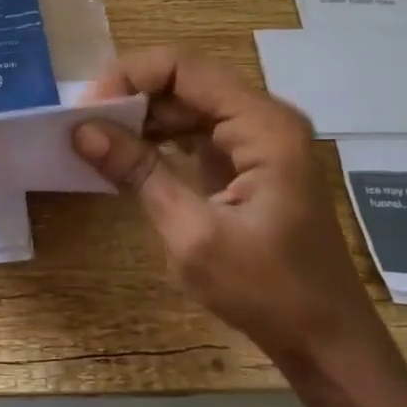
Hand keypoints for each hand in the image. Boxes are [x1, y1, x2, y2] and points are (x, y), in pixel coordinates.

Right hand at [73, 47, 384, 369]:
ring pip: (188, 105)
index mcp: (263, 125)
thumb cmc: (266, 290)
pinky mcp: (249, 162)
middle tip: (82, 124)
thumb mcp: (192, 233)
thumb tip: (82, 131)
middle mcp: (264, 118)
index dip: (129, 77)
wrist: (324, 339)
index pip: (184, 68)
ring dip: (142, 117)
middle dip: (131, 96)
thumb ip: (139, 172)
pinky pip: (197, 132)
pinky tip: (127, 155)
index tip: (86, 109)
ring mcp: (259, 140)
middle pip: (186, 80)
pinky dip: (160, 138)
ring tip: (96, 138)